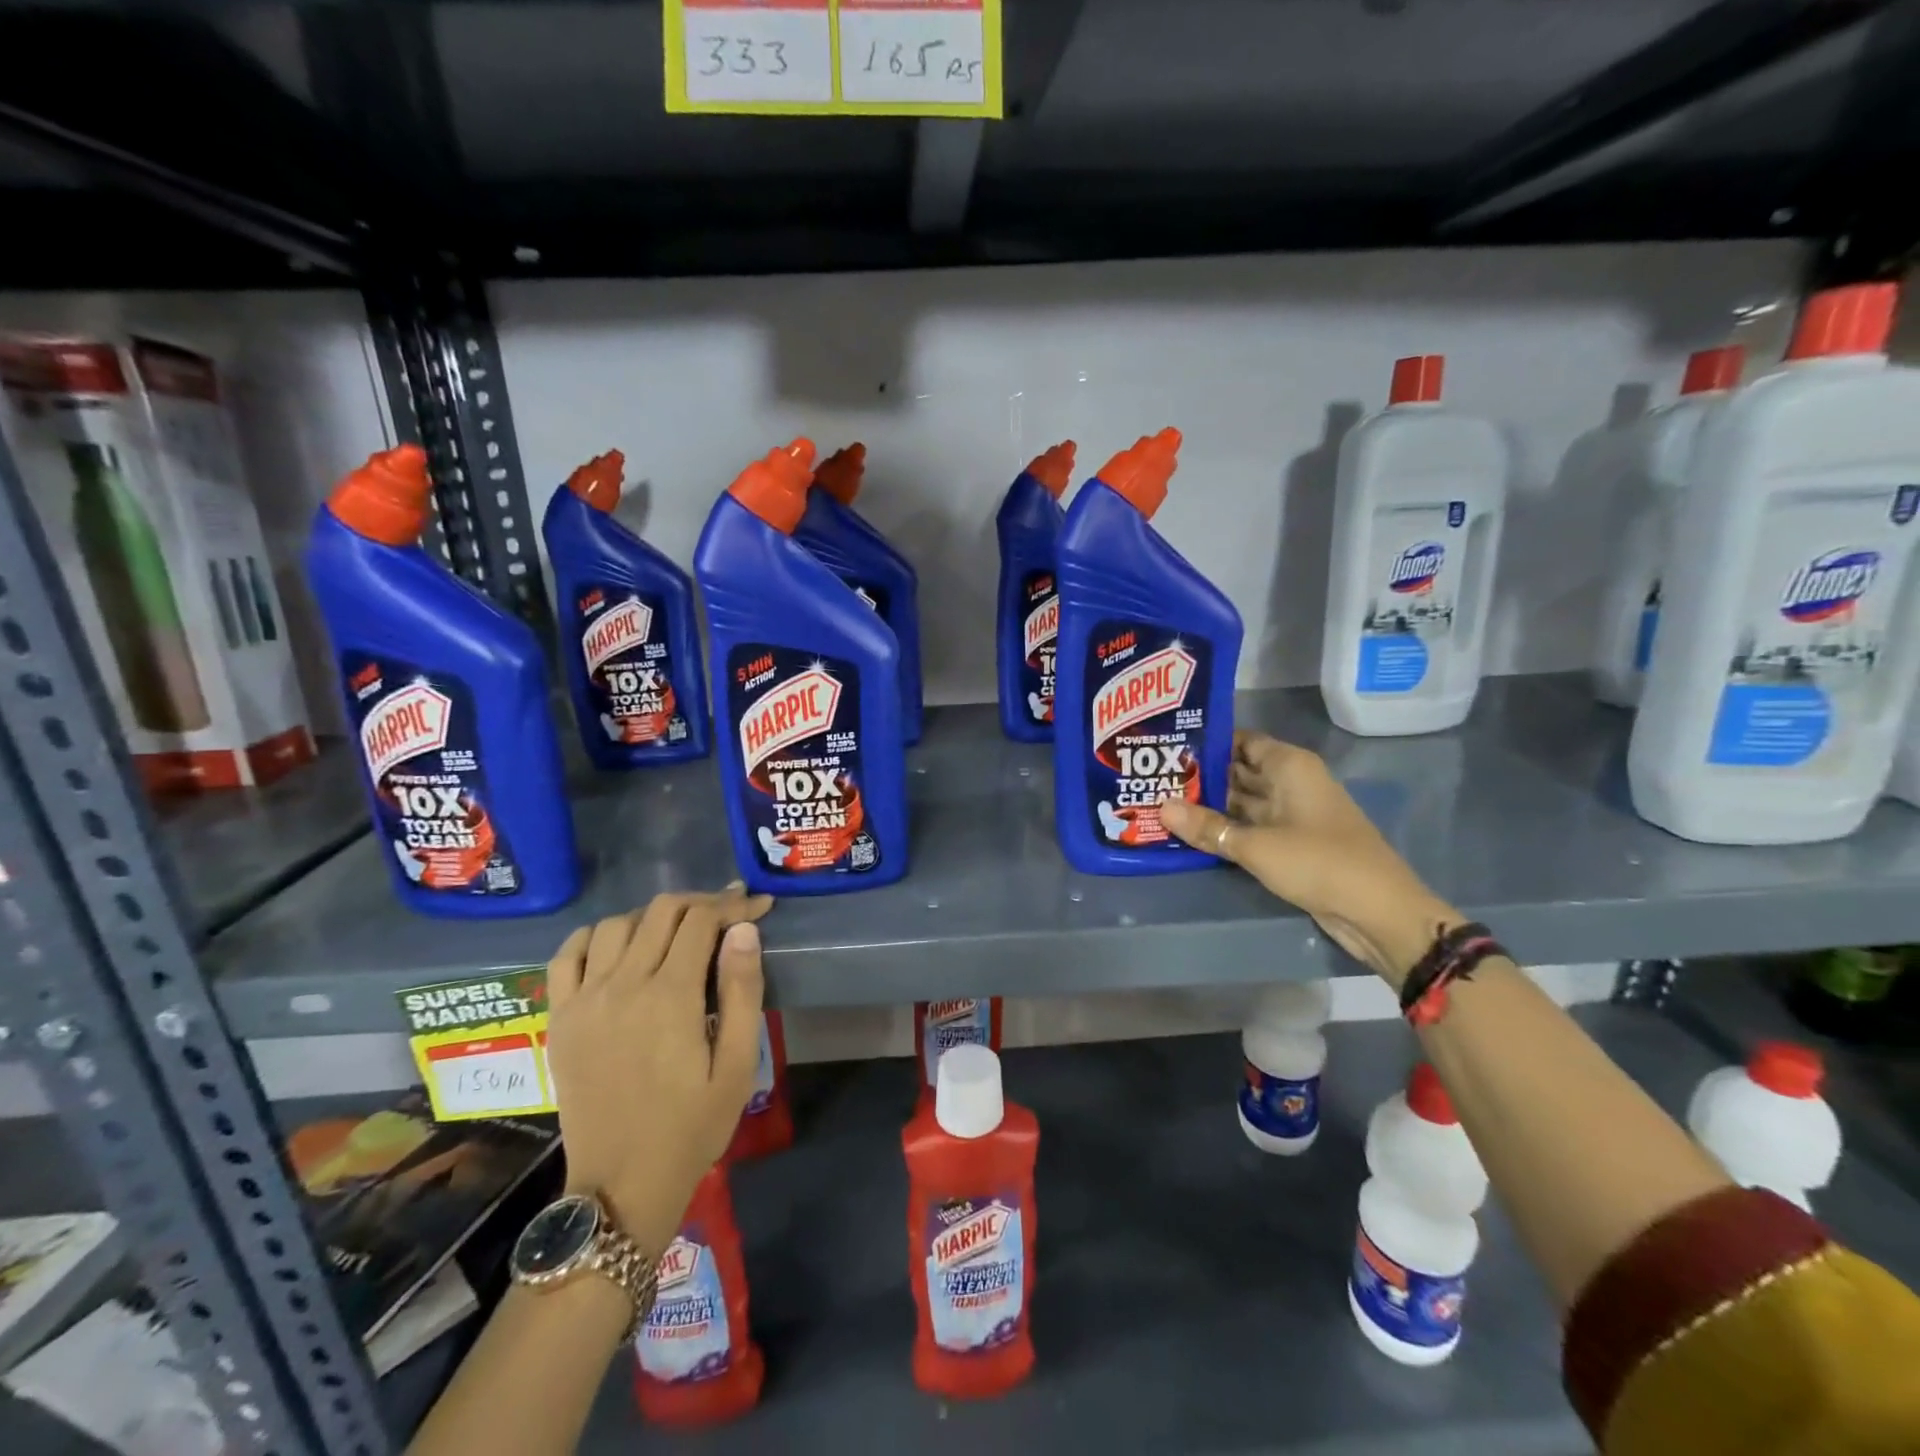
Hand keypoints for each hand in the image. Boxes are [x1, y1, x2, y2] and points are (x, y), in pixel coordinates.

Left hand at [545, 887, 772, 1251]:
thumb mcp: (737, 1065)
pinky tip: (618, 944)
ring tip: (678, 931)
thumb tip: (743, 929)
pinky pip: (567, 954)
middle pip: (661, 911)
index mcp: (670, 996)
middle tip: (727, 914)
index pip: (702, 920)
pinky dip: (594, 936)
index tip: (758, 905)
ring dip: (653, 916)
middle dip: (701, 903)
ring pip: (617, 924)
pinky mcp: (561, 1017)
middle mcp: (623, 985)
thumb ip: (741, 991)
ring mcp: (585, 999)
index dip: (734, 904)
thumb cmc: (692, 1126)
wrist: (621, 1185)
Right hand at [1159, 730, 1459, 987]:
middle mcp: (1290, 782)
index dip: (1206, 742)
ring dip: (1209, 806)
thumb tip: (1161, 808)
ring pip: (1242, 801)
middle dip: (1200, 776)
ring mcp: (1292, 814)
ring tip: (1162, 803)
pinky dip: (1226, 829)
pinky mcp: (1291, 843)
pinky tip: (1191, 833)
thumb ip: (1208, 827)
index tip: (1166, 746)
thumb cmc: (1319, 862)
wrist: (1378, 912)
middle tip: (1154, 778)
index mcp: (1289, 766)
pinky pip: (1251, 827)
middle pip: (1238, 770)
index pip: (1241, 741)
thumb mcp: (1256, 845)